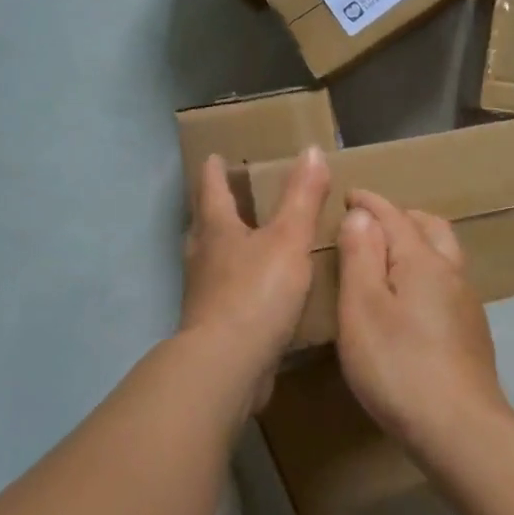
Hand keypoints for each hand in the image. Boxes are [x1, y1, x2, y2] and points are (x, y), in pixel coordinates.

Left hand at [180, 148, 330, 399]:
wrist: (228, 364)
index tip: (213, 157)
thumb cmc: (256, 292)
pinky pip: (225, 296)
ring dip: (223, 249)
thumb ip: (302, 197)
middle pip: (204, 226)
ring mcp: (204, 295)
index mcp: (217, 231)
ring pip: (211, 262)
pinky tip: (256, 295)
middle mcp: (203, 259)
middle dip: (213, 210)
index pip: (211, 191)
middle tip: (225, 197)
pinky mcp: (214, 327)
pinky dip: (237, 286)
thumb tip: (310, 150)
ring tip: (242, 244)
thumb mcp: (289, 238)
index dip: (213, 172)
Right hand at [335, 189, 510, 449]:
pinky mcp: (471, 333)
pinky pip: (447, 283)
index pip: (394, 216)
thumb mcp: (362, 308)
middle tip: (372, 222)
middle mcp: (451, 273)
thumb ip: (360, 256)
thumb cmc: (398, 365)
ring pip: (445, 255)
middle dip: (401, 217)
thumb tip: (361, 215)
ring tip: (389, 255)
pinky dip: (426, 271)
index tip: (349, 195)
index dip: (369, 203)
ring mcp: (466, 304)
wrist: (459, 428)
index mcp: (423, 261)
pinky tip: (411, 299)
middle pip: (431, 228)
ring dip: (418, 242)